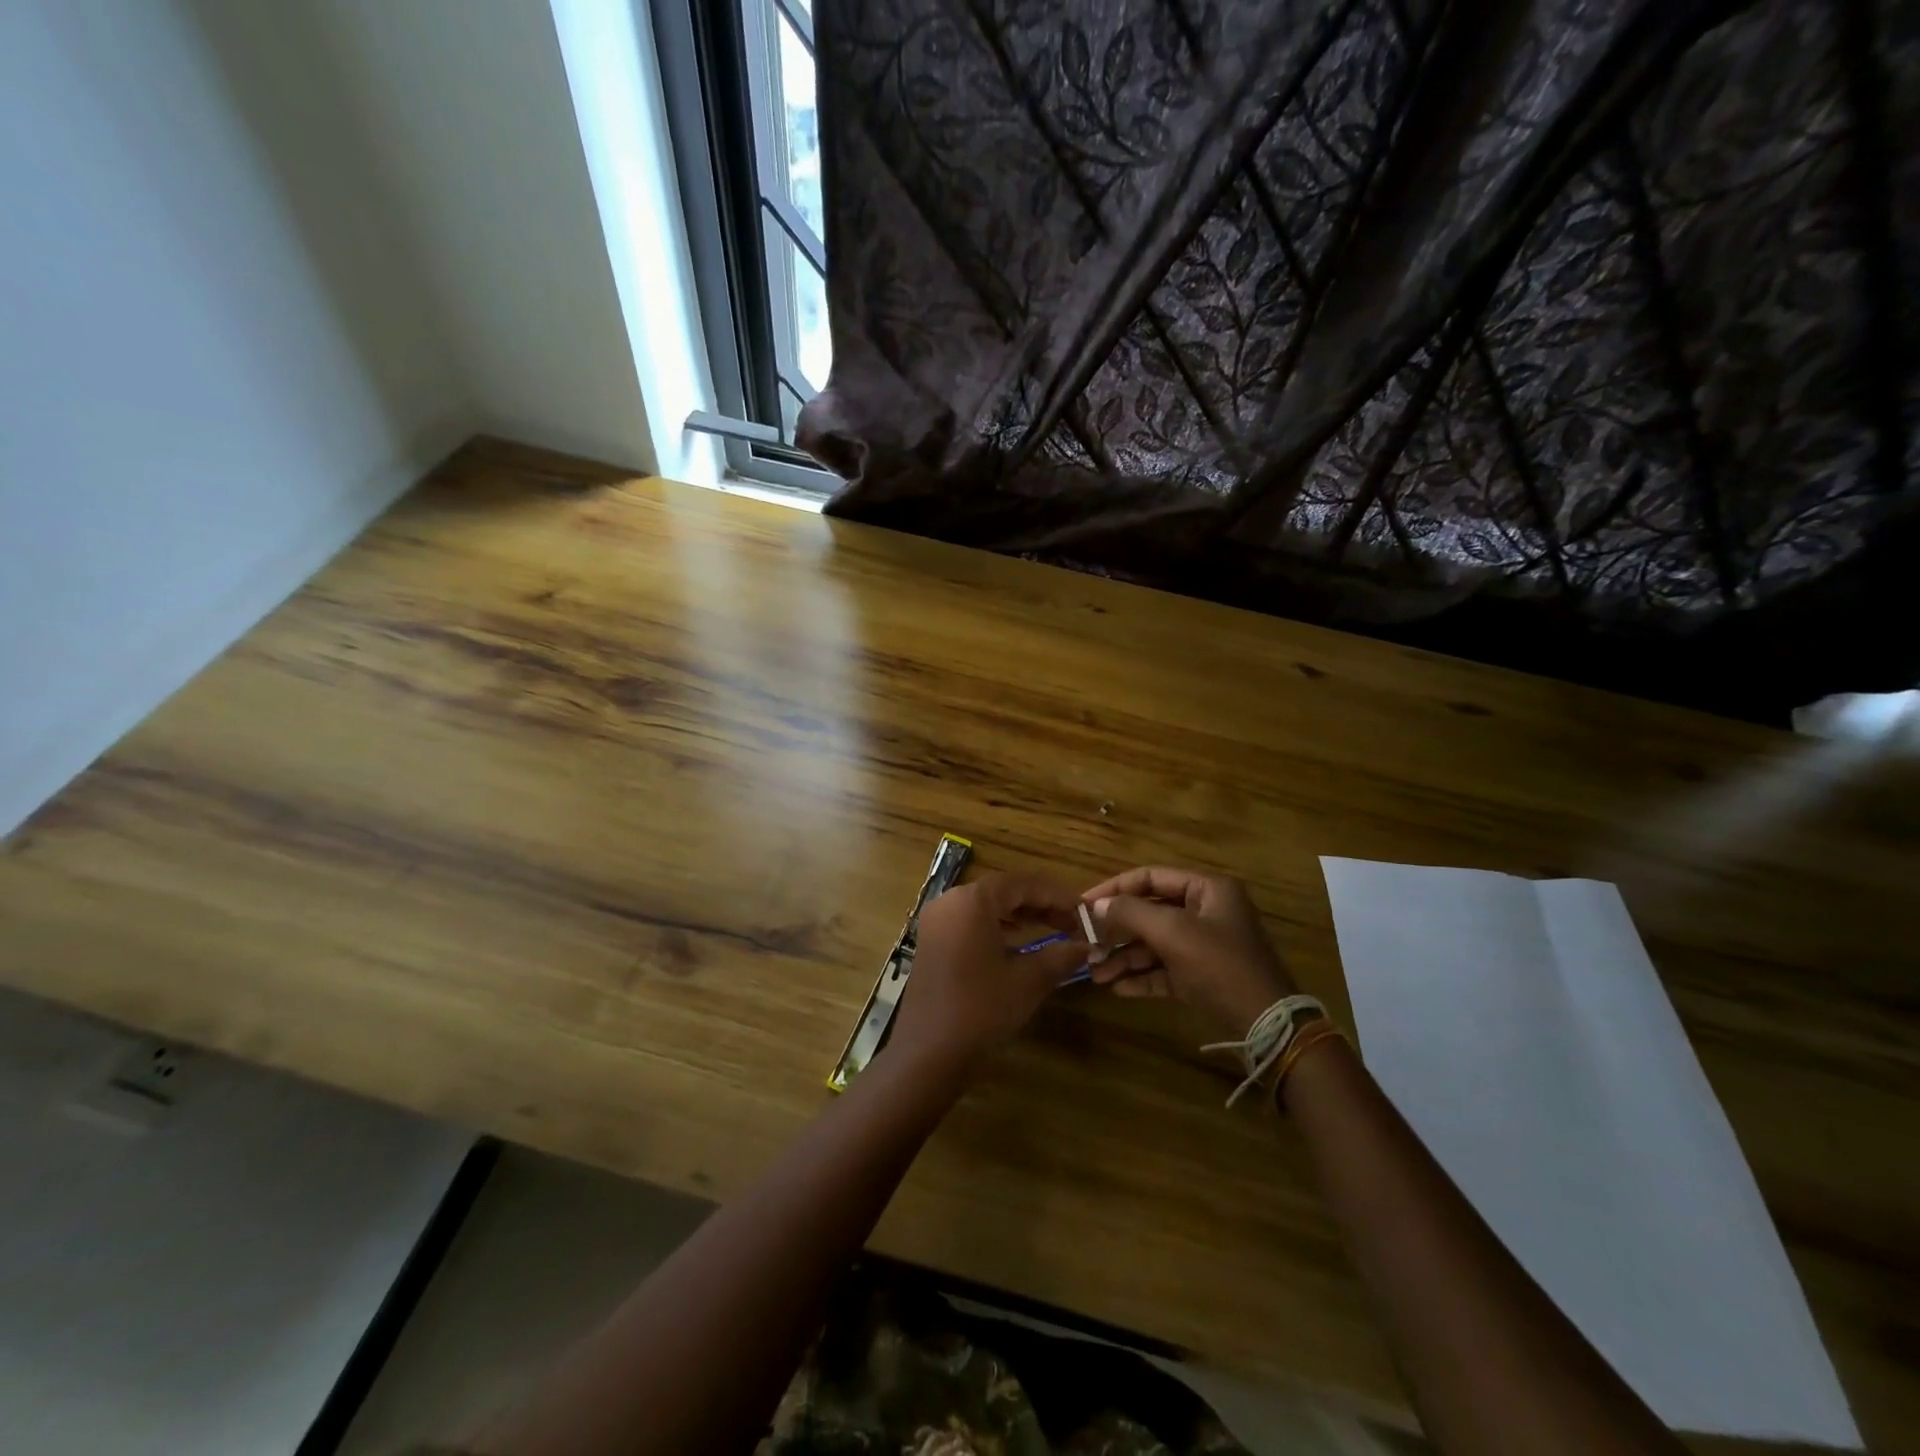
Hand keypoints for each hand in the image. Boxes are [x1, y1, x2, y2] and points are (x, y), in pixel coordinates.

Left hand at [888, 871, 1086, 1074]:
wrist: (929, 1053)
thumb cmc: (981, 1009)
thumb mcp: (1028, 981)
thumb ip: (1060, 956)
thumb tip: (1087, 946)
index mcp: (972, 900)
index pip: (1023, 883)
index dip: (1057, 895)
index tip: (1084, 910)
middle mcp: (950, 902)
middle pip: (1003, 891)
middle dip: (1040, 904)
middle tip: (1073, 922)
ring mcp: (937, 922)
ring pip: (987, 906)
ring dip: (1021, 915)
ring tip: (1053, 929)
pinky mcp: (932, 942)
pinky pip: (971, 922)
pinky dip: (998, 927)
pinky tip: (1019, 943)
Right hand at [1081, 867, 1294, 1038]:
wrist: (1267, 1024)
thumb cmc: (1220, 965)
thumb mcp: (1173, 932)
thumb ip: (1131, 913)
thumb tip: (1097, 905)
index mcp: (1207, 889)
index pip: (1151, 877)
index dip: (1115, 888)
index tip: (1084, 904)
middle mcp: (1206, 912)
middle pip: (1150, 912)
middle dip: (1117, 930)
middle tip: (1086, 943)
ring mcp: (1205, 946)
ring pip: (1155, 944)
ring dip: (1125, 957)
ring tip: (1095, 972)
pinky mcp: (1203, 976)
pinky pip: (1165, 970)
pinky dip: (1142, 977)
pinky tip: (1117, 988)